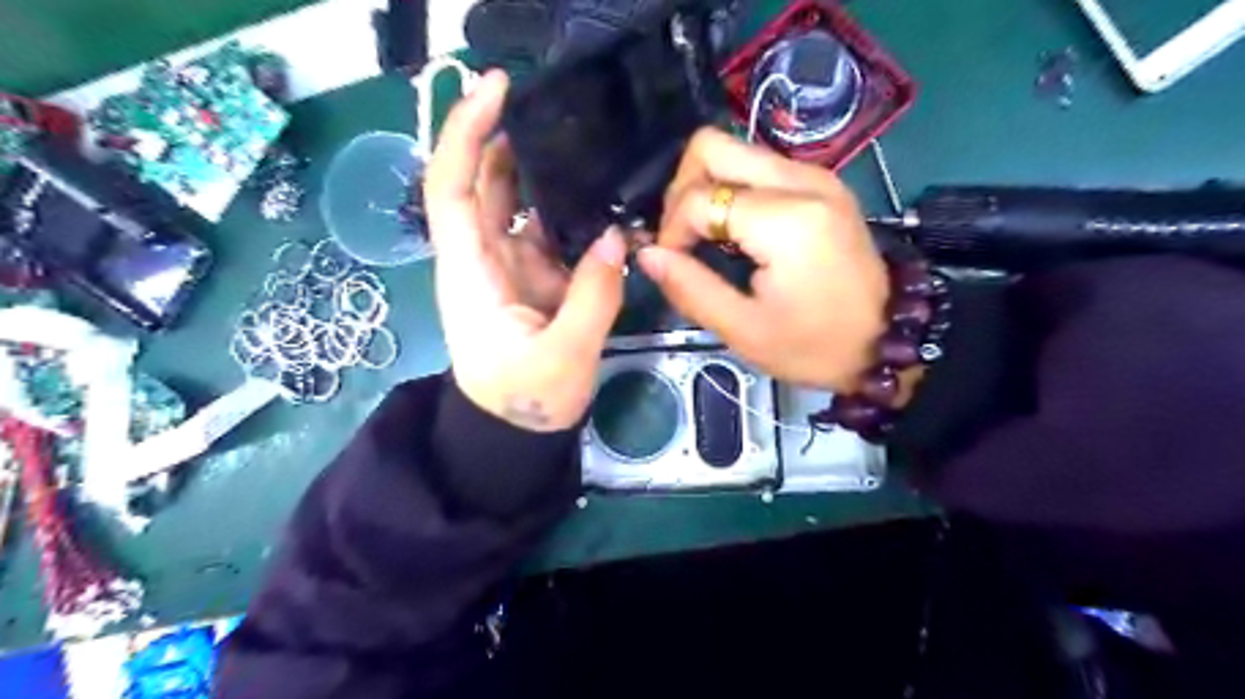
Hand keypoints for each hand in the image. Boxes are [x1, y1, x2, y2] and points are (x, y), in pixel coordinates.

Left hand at [427, 72, 627, 430]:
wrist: (516, 432)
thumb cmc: (525, 401)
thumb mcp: (564, 357)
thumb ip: (594, 297)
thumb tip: (620, 238)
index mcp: (471, 272)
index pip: (452, 188)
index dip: (464, 133)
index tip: (496, 89)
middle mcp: (484, 256)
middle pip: (482, 182)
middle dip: (506, 135)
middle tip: (556, 104)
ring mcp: (512, 263)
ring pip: (517, 201)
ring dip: (542, 168)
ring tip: (584, 140)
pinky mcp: (536, 275)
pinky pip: (550, 229)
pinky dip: (570, 208)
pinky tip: (599, 194)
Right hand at [637, 125, 890, 391]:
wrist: (887, 340)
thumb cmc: (815, 346)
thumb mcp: (745, 330)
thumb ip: (690, 288)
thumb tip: (647, 254)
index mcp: (787, 221)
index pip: (700, 198)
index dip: (671, 230)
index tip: (672, 266)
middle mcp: (802, 180)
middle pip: (712, 146)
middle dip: (681, 189)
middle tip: (683, 237)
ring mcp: (815, 175)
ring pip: (734, 150)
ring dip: (705, 188)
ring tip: (704, 237)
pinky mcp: (821, 181)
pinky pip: (758, 166)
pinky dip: (732, 190)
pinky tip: (733, 231)